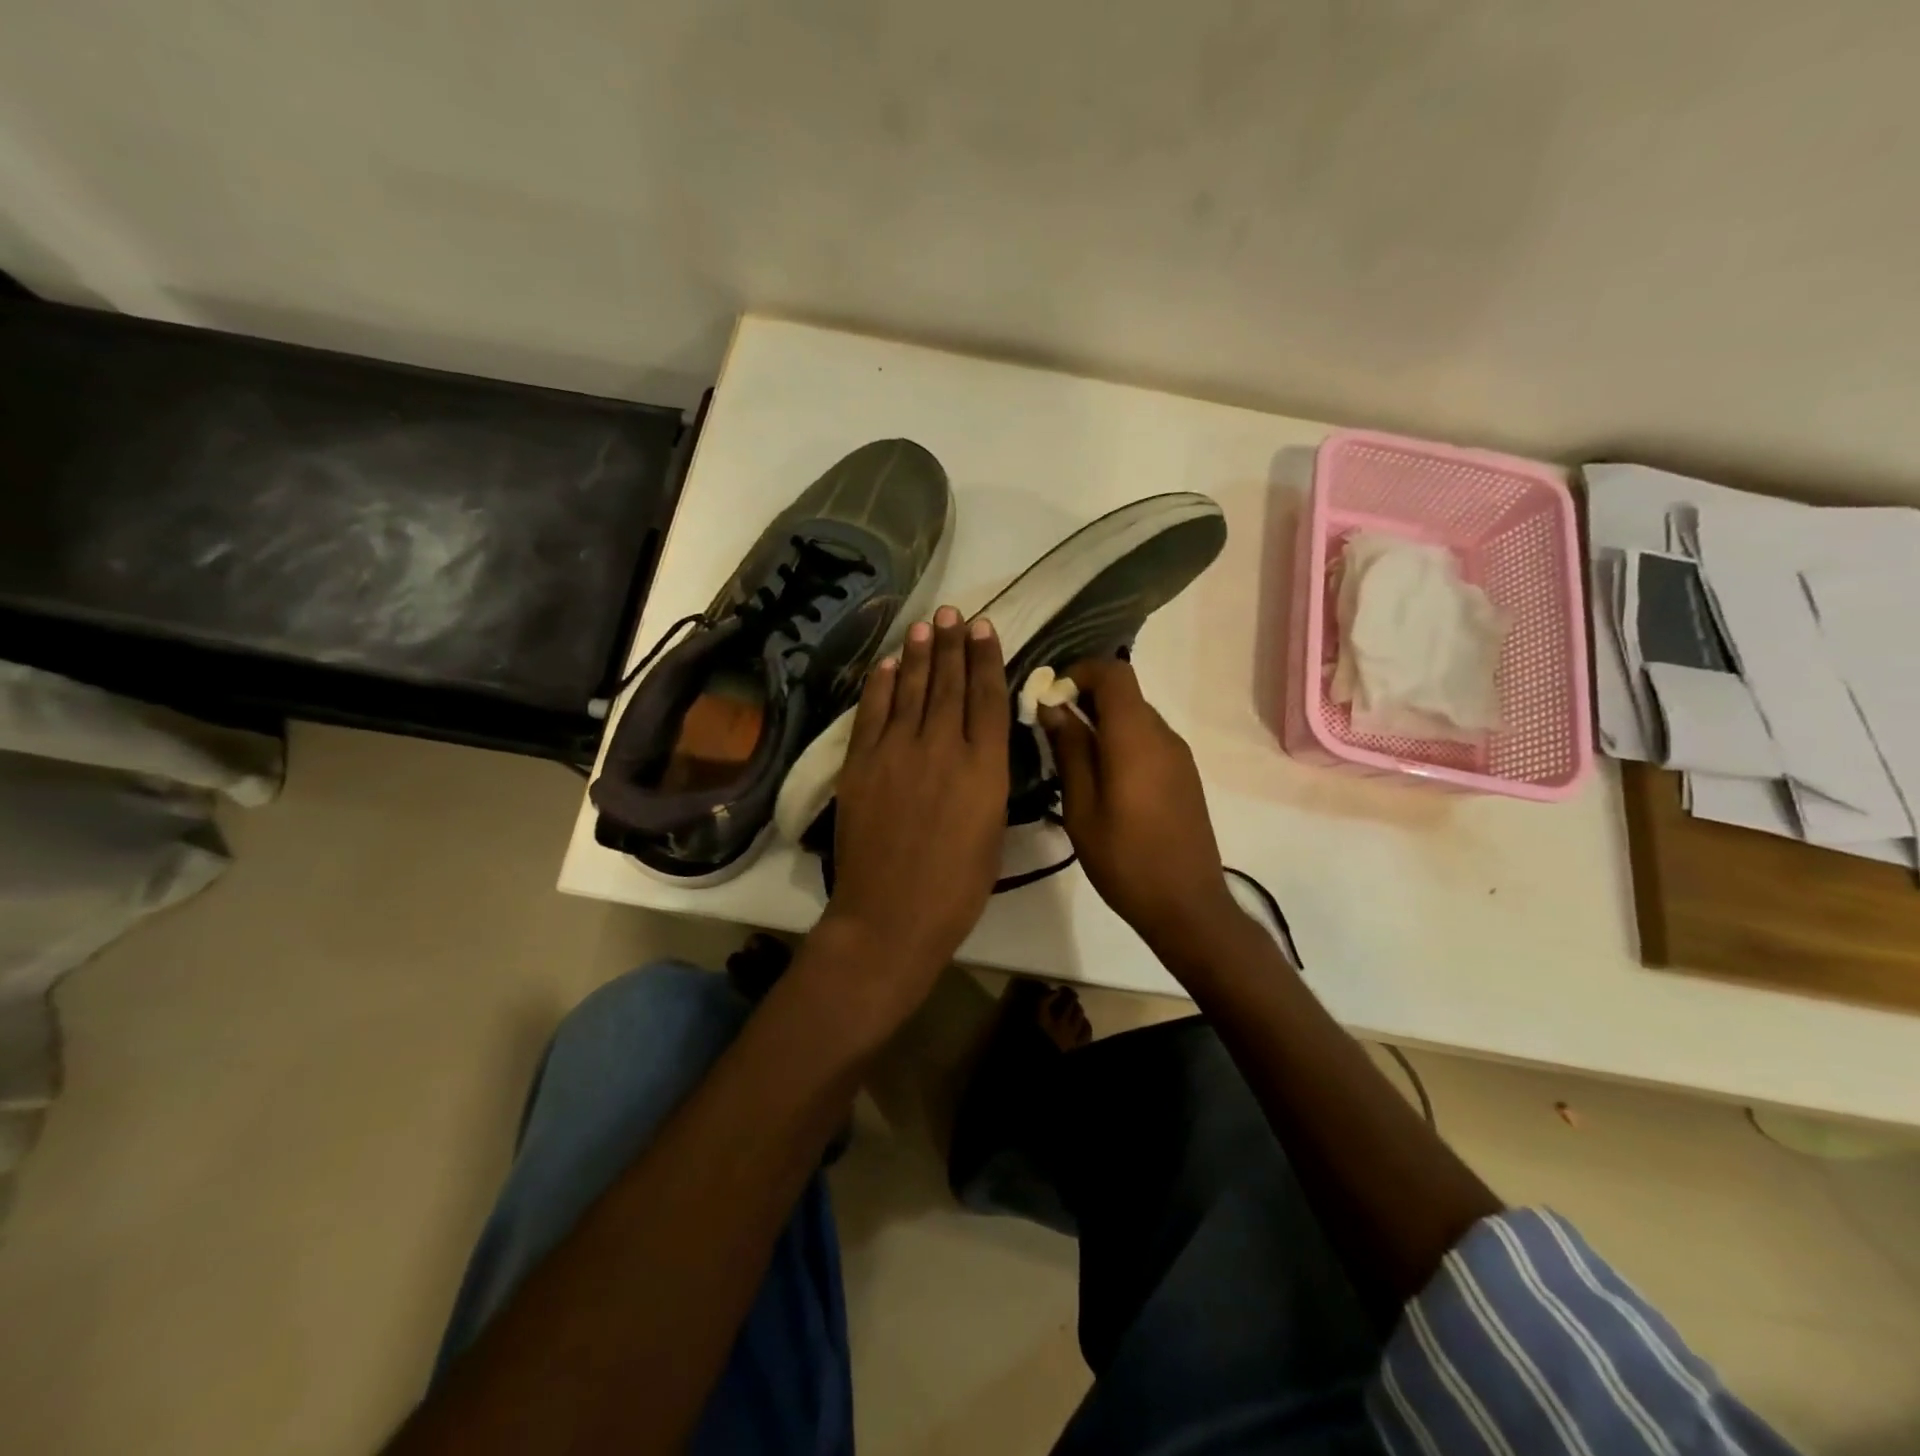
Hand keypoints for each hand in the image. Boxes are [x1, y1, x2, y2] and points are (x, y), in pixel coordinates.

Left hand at [821, 606, 1010, 1014]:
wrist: (891, 914)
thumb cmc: (957, 888)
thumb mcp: (992, 831)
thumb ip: (987, 781)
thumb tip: (980, 749)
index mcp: (985, 768)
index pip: (988, 697)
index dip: (986, 658)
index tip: (985, 628)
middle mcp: (943, 747)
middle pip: (948, 683)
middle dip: (953, 644)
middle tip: (954, 612)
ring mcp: (897, 751)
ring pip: (911, 689)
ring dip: (919, 654)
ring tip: (927, 625)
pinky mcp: (861, 763)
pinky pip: (872, 712)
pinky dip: (880, 685)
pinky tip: (888, 663)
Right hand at [1041, 657, 1238, 955]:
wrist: (1186, 905)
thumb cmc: (1124, 859)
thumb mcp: (1082, 807)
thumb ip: (1069, 751)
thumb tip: (1053, 708)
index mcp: (1136, 738)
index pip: (1113, 673)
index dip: (1079, 672)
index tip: (1050, 696)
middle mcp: (1163, 735)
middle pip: (1125, 693)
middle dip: (1085, 698)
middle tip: (1050, 729)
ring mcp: (1179, 755)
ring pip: (1136, 717)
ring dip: (1102, 721)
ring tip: (1071, 756)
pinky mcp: (1185, 775)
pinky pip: (1148, 740)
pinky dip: (1121, 740)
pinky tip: (1102, 777)